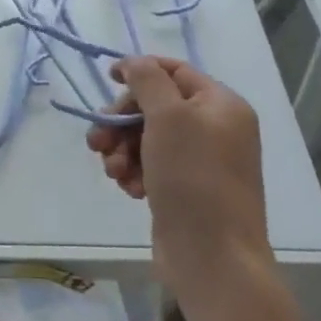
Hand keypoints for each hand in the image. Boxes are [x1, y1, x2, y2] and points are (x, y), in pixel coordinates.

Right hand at [86, 56, 269, 313]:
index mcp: (221, 105)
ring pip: (146, 137)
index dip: (139, 70)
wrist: (212, 258)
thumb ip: (147, 80)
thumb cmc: (193, 178)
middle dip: (122, 121)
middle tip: (99, 140)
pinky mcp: (185, 189)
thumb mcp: (168, 117)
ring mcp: (201, 161)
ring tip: (113, 171)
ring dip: (122, 149)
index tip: (107, 78)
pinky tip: (129, 189)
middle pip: (155, 105)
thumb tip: (134, 62)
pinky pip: (150, 165)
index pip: (174, 71)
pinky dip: (134, 171)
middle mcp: (215, 129)